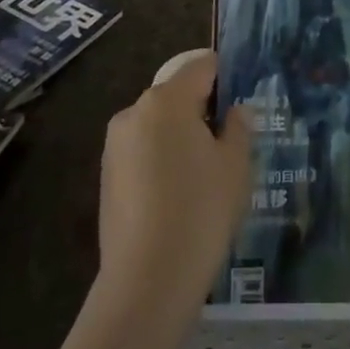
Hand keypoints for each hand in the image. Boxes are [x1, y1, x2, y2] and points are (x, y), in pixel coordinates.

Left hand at [96, 50, 251, 317]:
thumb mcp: (235, 166)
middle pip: (177, 94)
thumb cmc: (200, 211)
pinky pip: (143, 152)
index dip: (226, 77)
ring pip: (159, 125)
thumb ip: (238, 127)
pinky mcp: (106, 176)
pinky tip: (180, 197)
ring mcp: (115, 145)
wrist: (147, 282)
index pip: (202, 66)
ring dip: (182, 137)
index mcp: (166, 100)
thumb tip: (234, 111)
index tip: (243, 103)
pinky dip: (162, 161)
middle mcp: (134, 112)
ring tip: (206, 176)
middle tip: (230, 145)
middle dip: (203, 110)